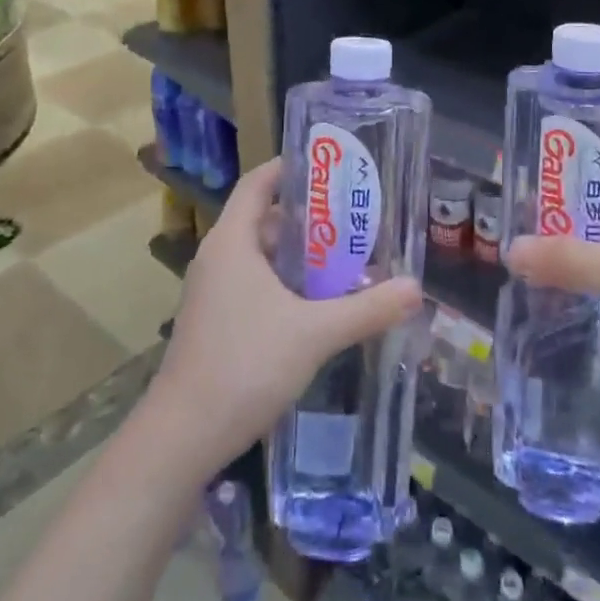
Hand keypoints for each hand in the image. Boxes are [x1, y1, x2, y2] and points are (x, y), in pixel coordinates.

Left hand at [146, 158, 423, 473]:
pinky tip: (318, 305)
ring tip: (346, 260)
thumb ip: (367, 309)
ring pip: (261, 256)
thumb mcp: (315, 333)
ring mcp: (213, 292)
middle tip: (354, 220)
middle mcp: (218, 258)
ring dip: (300, 256)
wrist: (184, 436)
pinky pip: (254, 283)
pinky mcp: (216, 321)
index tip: (328, 165)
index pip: (258, 183)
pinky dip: (285, 283)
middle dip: (309, 218)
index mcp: (232, 241)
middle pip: (264, 219)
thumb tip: (415, 288)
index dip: (289, 167)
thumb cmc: (245, 365)